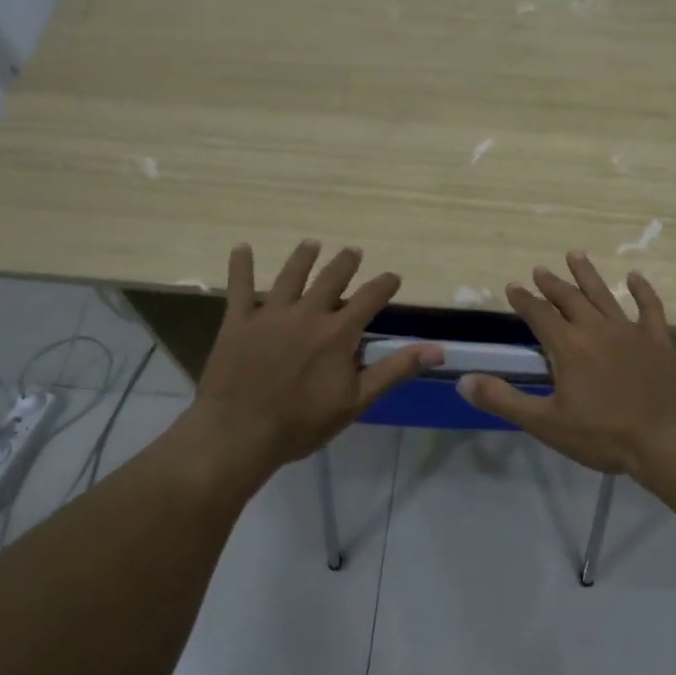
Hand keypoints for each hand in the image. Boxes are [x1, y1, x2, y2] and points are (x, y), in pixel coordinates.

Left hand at [195, 240, 441, 467]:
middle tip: (353, 250)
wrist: (241, 431)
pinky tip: (242, 248)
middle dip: (345, 263)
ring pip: (290, 276)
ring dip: (303, 257)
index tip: (393, 276)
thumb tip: (437, 349)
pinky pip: (239, 287)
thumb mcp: (357, 401)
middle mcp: (307, 314)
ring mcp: (270, 314)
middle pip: (330, 279)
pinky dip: (241, 266)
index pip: (369, 299)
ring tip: (312, 243)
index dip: (384, 285)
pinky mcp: (238, 322)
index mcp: (338, 333)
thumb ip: (395, 370)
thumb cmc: (303, 422)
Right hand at [459, 252, 675, 474]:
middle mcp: (597, 329)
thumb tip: (463, 380)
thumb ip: (503, 400)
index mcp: (568, 346)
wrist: (666, 440)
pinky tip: (635, 277)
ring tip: (575, 254)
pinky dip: (642, 290)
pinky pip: (649, 307)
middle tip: (540, 269)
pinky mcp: (658, 341)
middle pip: (570, 298)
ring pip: (604, 295)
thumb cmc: (602, 435)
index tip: (512, 287)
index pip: (539, 314)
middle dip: (552, 284)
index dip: (524, 300)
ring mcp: (630, 331)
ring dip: (587, 275)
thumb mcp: (545, 423)